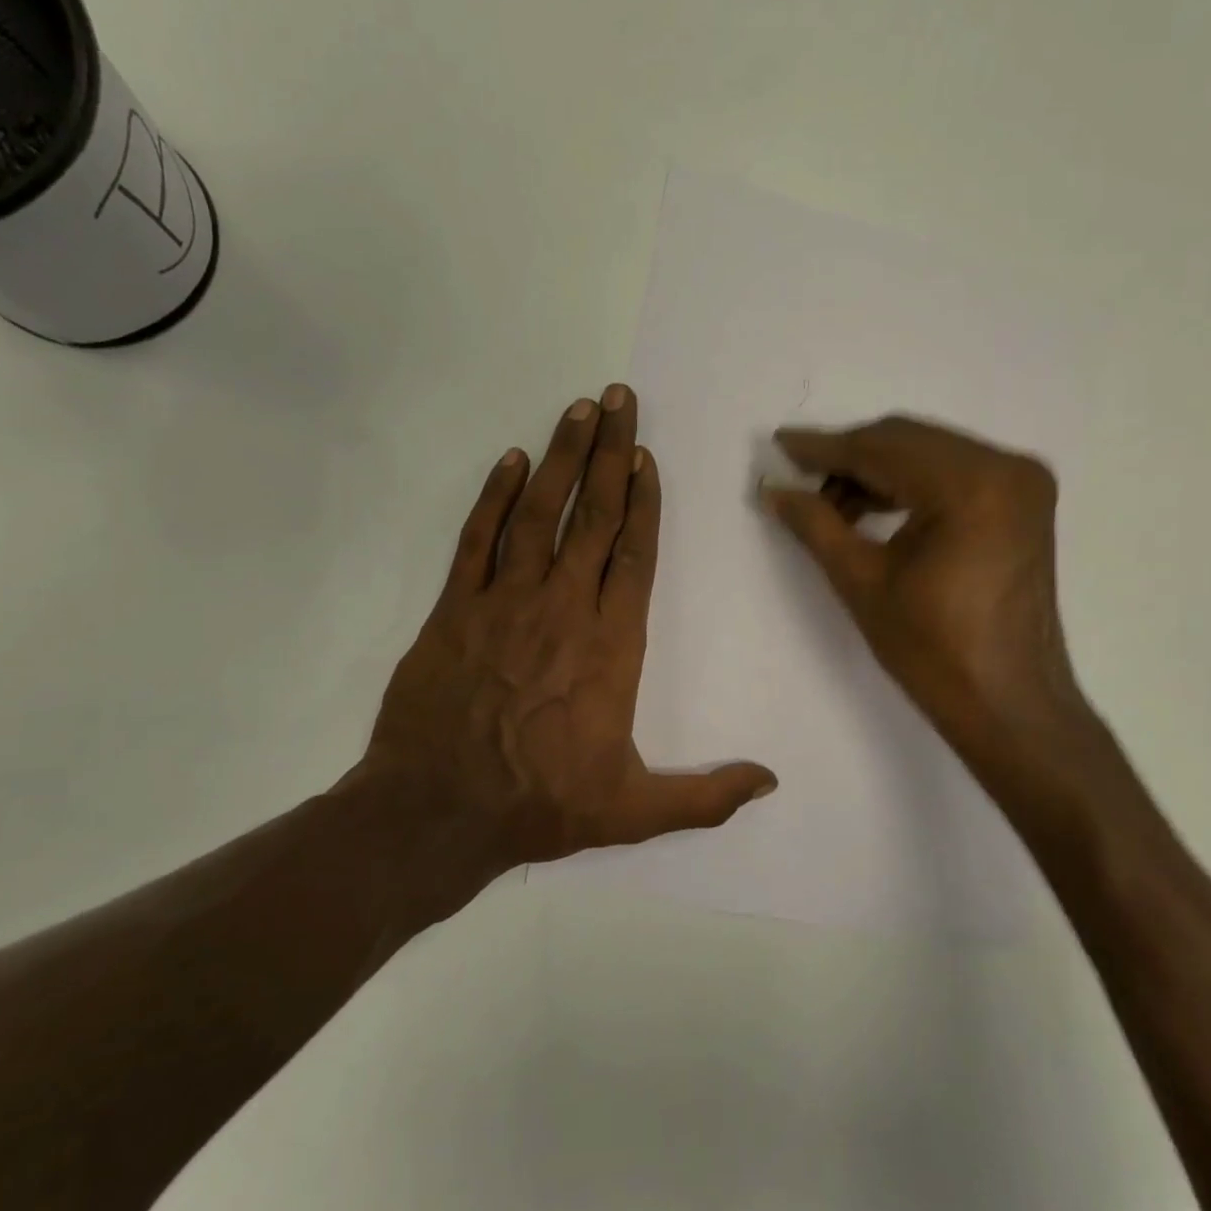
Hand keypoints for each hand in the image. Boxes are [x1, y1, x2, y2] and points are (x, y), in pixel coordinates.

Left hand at [350, 385, 776, 893]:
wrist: (438, 813)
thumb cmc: (541, 805)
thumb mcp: (634, 812)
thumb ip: (705, 796)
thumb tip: (771, 781)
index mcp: (611, 647)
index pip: (634, 557)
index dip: (643, 502)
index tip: (646, 456)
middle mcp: (563, 609)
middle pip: (594, 517)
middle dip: (609, 453)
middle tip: (619, 398)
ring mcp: (505, 602)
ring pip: (539, 514)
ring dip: (560, 458)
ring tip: (579, 408)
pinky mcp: (453, 609)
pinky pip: (477, 540)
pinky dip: (494, 497)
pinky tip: (510, 460)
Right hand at [760, 416, 1094, 768]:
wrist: (1008, 704)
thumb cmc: (933, 651)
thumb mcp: (862, 583)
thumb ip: (816, 525)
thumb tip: (774, 490)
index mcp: (971, 486)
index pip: (882, 449)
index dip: (825, 448)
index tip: (780, 444)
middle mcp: (1005, 467)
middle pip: (908, 441)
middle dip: (849, 457)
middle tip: (799, 478)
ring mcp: (1021, 482)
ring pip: (929, 453)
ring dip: (877, 471)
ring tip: (831, 505)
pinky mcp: (1022, 502)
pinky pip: (953, 472)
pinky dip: (910, 483)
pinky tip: (872, 508)